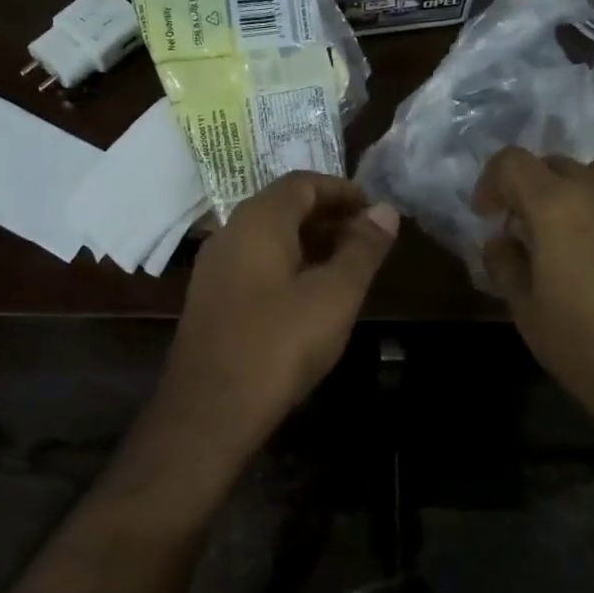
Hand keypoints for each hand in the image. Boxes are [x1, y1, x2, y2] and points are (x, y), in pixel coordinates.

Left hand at [140, 173, 399, 482]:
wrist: (209, 409)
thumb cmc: (279, 345)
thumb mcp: (334, 296)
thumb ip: (362, 249)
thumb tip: (385, 211)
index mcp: (258, 220)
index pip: (302, 183)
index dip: (342, 190)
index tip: (374, 210)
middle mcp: (230, 231)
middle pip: (282, 206)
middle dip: (327, 215)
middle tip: (366, 237)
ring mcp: (215, 265)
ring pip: (267, 236)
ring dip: (308, 240)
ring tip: (345, 264)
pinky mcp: (211, 296)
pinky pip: (254, 261)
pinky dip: (286, 262)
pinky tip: (308, 293)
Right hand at [472, 148, 593, 440]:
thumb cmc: (587, 349)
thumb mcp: (526, 311)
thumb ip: (505, 263)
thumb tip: (501, 241)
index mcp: (558, 206)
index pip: (512, 162)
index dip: (492, 182)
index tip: (490, 215)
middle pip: (558, 165)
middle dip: (536, 192)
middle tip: (534, 232)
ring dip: (582, 196)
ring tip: (583, 238)